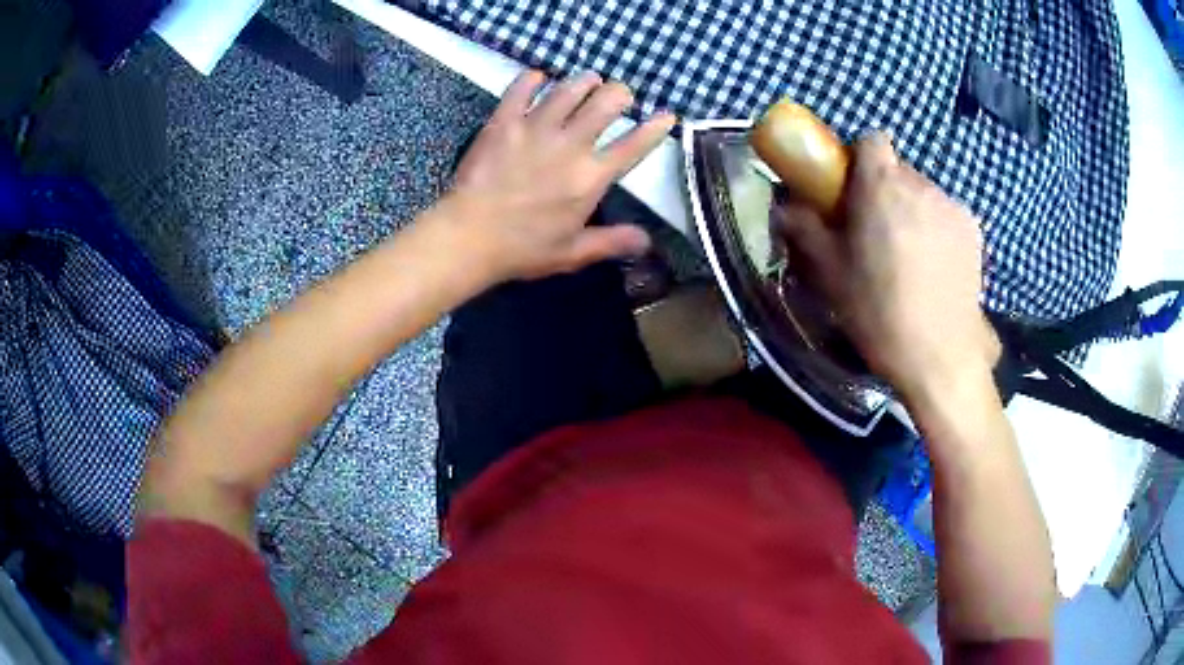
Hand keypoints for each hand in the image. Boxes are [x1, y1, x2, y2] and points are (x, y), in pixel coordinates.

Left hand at [436, 70, 675, 281]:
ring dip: (584, 81)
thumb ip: (612, 242)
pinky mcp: (504, 122)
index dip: (654, 129)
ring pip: (569, 89)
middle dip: (619, 94)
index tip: (667, 116)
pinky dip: (532, 79)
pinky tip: (539, 76)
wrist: (469, 236)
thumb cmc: (523, 248)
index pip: (633, 146)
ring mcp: (535, 128)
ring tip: (589, 79)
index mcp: (591, 177)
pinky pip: (521, 90)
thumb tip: (648, 241)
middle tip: (619, 95)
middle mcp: (570, 144)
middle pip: (605, 104)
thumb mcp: (573, 253)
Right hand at [774, 133, 1000, 402]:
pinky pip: (946, 215)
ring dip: (912, 211)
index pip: (872, 139)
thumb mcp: (831, 274)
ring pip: (923, 193)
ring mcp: (952, 206)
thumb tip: (785, 207)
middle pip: (897, 169)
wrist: (940, 356)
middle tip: (876, 232)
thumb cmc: (879, 313)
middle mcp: (920, 185)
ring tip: (908, 258)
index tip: (853, 190)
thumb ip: (806, 230)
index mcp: (881, 186)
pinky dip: (937, 229)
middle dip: (884, 190)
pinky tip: (934, 269)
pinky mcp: (974, 230)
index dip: (860, 158)